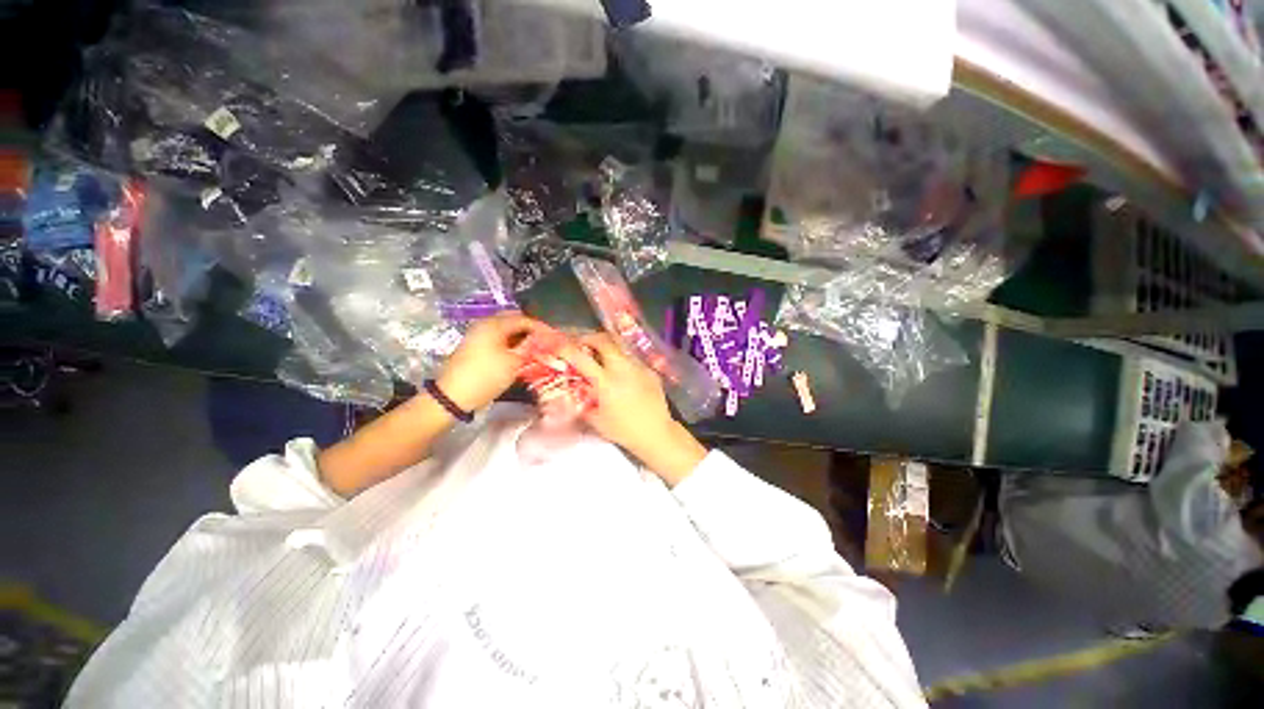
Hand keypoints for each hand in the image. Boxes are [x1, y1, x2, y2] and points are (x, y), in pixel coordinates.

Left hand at [436, 312, 546, 411]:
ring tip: (535, 349)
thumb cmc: (487, 376)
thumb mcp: (513, 362)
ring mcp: (478, 334)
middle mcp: (485, 324)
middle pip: (513, 321)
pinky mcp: (475, 346)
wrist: (453, 395)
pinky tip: (519, 353)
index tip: (553, 338)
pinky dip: (510, 343)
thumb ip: (529, 347)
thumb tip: (542, 340)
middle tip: (544, 342)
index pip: (524, 319)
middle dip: (530, 330)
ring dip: (520, 337)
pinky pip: (498, 338)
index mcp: (495, 324)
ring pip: (505, 330)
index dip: (541, 328)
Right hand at [560, 333, 706, 486]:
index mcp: (606, 382)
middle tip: (583, 344)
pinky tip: (622, 372)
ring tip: (602, 355)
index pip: (582, 358)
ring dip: (607, 347)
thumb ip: (582, 404)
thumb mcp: (596, 421)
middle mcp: (622, 369)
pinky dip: (622, 360)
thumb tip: (571, 394)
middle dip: (590, 338)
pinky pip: (632, 358)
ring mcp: (638, 367)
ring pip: (620, 346)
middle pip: (604, 341)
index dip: (568, 349)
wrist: (656, 433)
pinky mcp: (650, 370)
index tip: (560, 346)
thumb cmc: (624, 430)